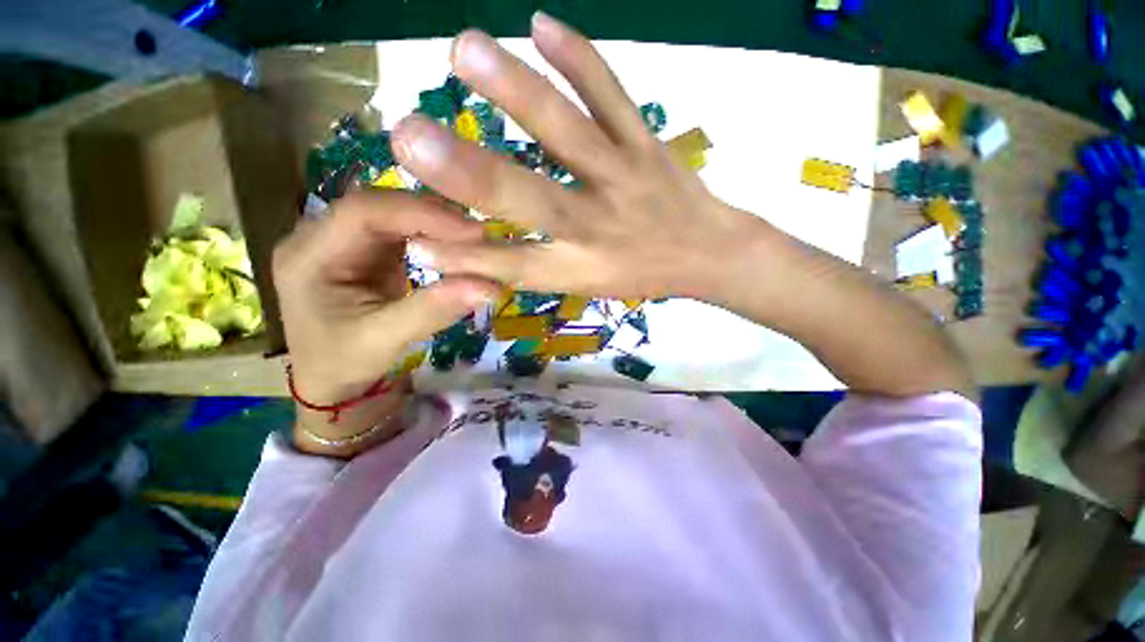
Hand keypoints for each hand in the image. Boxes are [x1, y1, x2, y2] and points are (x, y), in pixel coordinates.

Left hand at [272, 190, 497, 409]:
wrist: (333, 382)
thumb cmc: (345, 364)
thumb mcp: (384, 341)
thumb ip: (432, 310)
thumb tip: (488, 286)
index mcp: (308, 256)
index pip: (363, 212)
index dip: (419, 214)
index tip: (471, 232)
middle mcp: (321, 237)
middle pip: (380, 206)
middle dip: (432, 216)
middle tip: (480, 234)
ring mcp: (346, 242)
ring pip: (395, 215)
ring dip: (436, 224)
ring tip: (475, 239)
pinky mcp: (368, 252)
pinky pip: (404, 232)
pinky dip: (434, 236)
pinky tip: (457, 245)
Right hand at [392, 14, 765, 300]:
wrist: (709, 254)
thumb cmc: (641, 275)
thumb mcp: (585, 287)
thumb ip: (529, 267)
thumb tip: (465, 254)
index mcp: (580, 266)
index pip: (511, 263)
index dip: (464, 256)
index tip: (411, 235)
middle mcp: (596, 224)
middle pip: (530, 198)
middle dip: (469, 173)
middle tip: (407, 137)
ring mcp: (623, 177)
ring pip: (570, 132)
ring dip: (518, 90)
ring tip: (463, 48)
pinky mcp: (647, 145)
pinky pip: (614, 95)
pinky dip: (581, 58)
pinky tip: (542, 23)